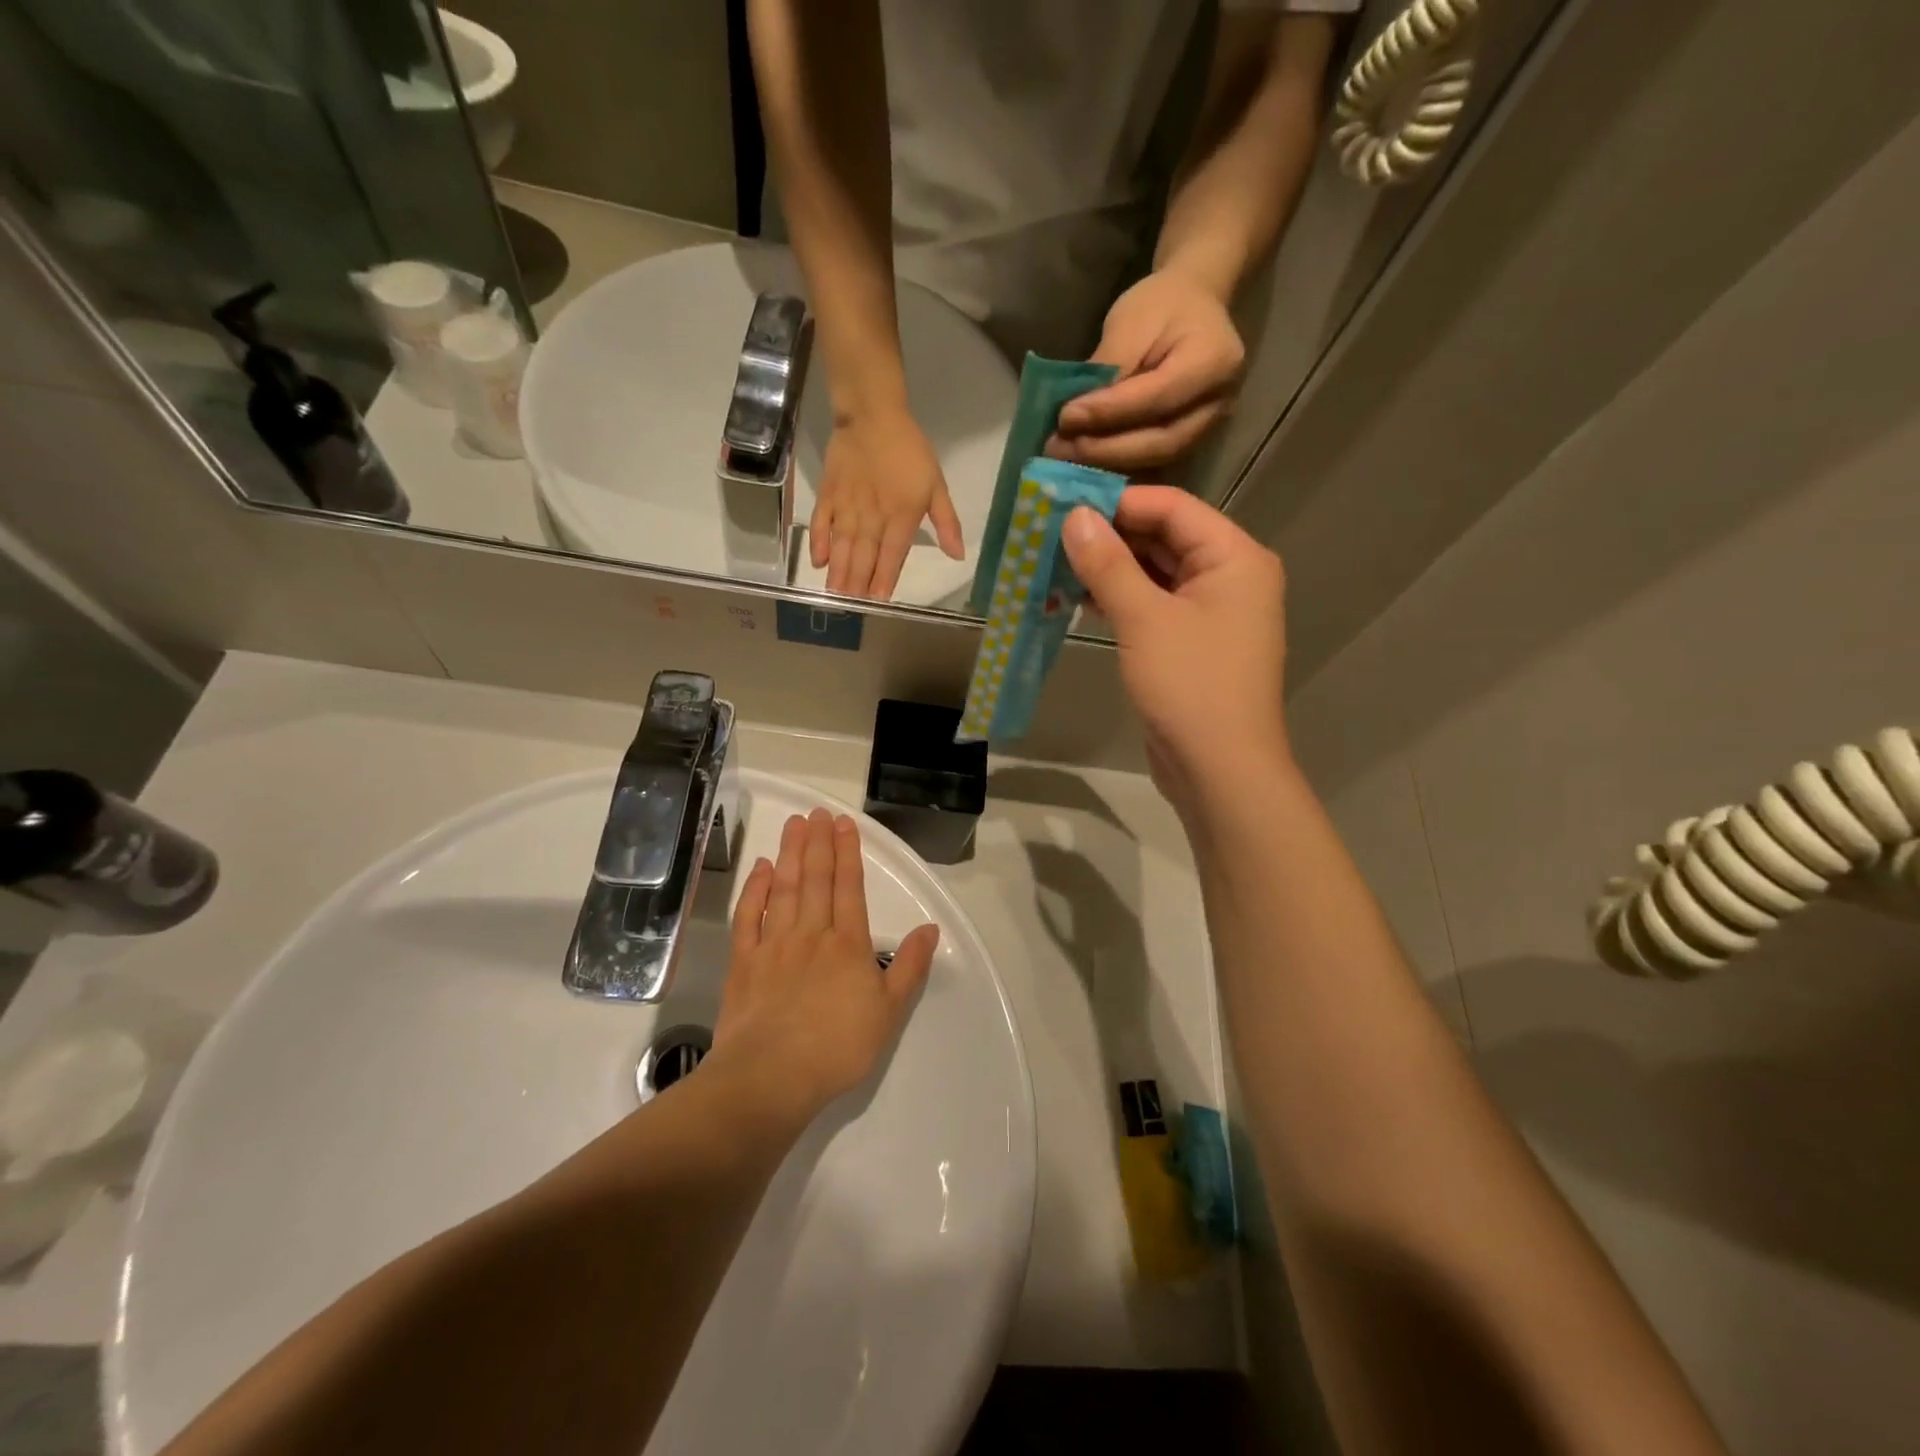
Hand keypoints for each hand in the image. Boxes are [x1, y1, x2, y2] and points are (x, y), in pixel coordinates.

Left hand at [711, 809, 938, 1120]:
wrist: (771, 1077)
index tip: (843, 823)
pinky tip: (760, 869)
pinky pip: (748, 916)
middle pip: (816, 879)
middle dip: (818, 843)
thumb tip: (930, 928)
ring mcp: (773, 945)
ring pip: (784, 889)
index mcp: (847, 944)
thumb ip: (910, 967)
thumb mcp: (889, 1012)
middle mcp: (810, 934)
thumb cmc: (837, 1047)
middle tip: (817, 812)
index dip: (848, 852)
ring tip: (794, 825)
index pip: (849, 887)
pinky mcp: (744, 962)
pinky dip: (754, 890)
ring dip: (790, 854)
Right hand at [809, 409, 963, 599]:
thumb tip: (958, 555)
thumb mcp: (936, 485)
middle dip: (858, 583)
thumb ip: (946, 522)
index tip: (878, 601)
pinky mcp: (829, 494)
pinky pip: (822, 522)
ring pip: (842, 545)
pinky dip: (819, 542)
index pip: (892, 555)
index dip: (885, 579)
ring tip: (835, 594)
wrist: (873, 414)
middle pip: (864, 555)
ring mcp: (847, 506)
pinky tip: (818, 562)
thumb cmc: (910, 450)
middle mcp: (872, 516)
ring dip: (839, 571)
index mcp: (901, 516)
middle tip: (851, 606)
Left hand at [1048, 271, 1245, 473]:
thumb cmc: (1161, 306)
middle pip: (1160, 441)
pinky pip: (1153, 463)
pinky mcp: (1191, 443)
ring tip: (1066, 456)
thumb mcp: (1130, 322)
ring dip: (1106, 463)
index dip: (1108, 413)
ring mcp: (1210, 428)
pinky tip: (1085, 464)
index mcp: (1214, 361)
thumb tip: (1072, 417)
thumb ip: (1107, 370)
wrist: (1192, 305)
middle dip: (1104, 449)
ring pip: (1155, 459)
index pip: (1155, 398)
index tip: (1065, 418)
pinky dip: (1117, 467)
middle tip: (1059, 448)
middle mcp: (1219, 403)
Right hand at [1061, 486, 1287, 815]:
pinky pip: (1153, 607)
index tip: (1064, 502)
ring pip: (1155, 575)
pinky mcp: (1192, 644)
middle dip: (1109, 536)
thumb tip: (1073, 516)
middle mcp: (1230, 577)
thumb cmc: (1190, 685)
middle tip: (1051, 532)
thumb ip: (1108, 564)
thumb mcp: (1144, 619)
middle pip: (1164, 538)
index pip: (1172, 507)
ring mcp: (1212, 614)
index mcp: (1234, 557)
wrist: (1220, 770)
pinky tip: (1077, 600)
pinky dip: (1119, 601)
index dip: (1118, 501)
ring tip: (1054, 563)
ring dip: (1109, 570)